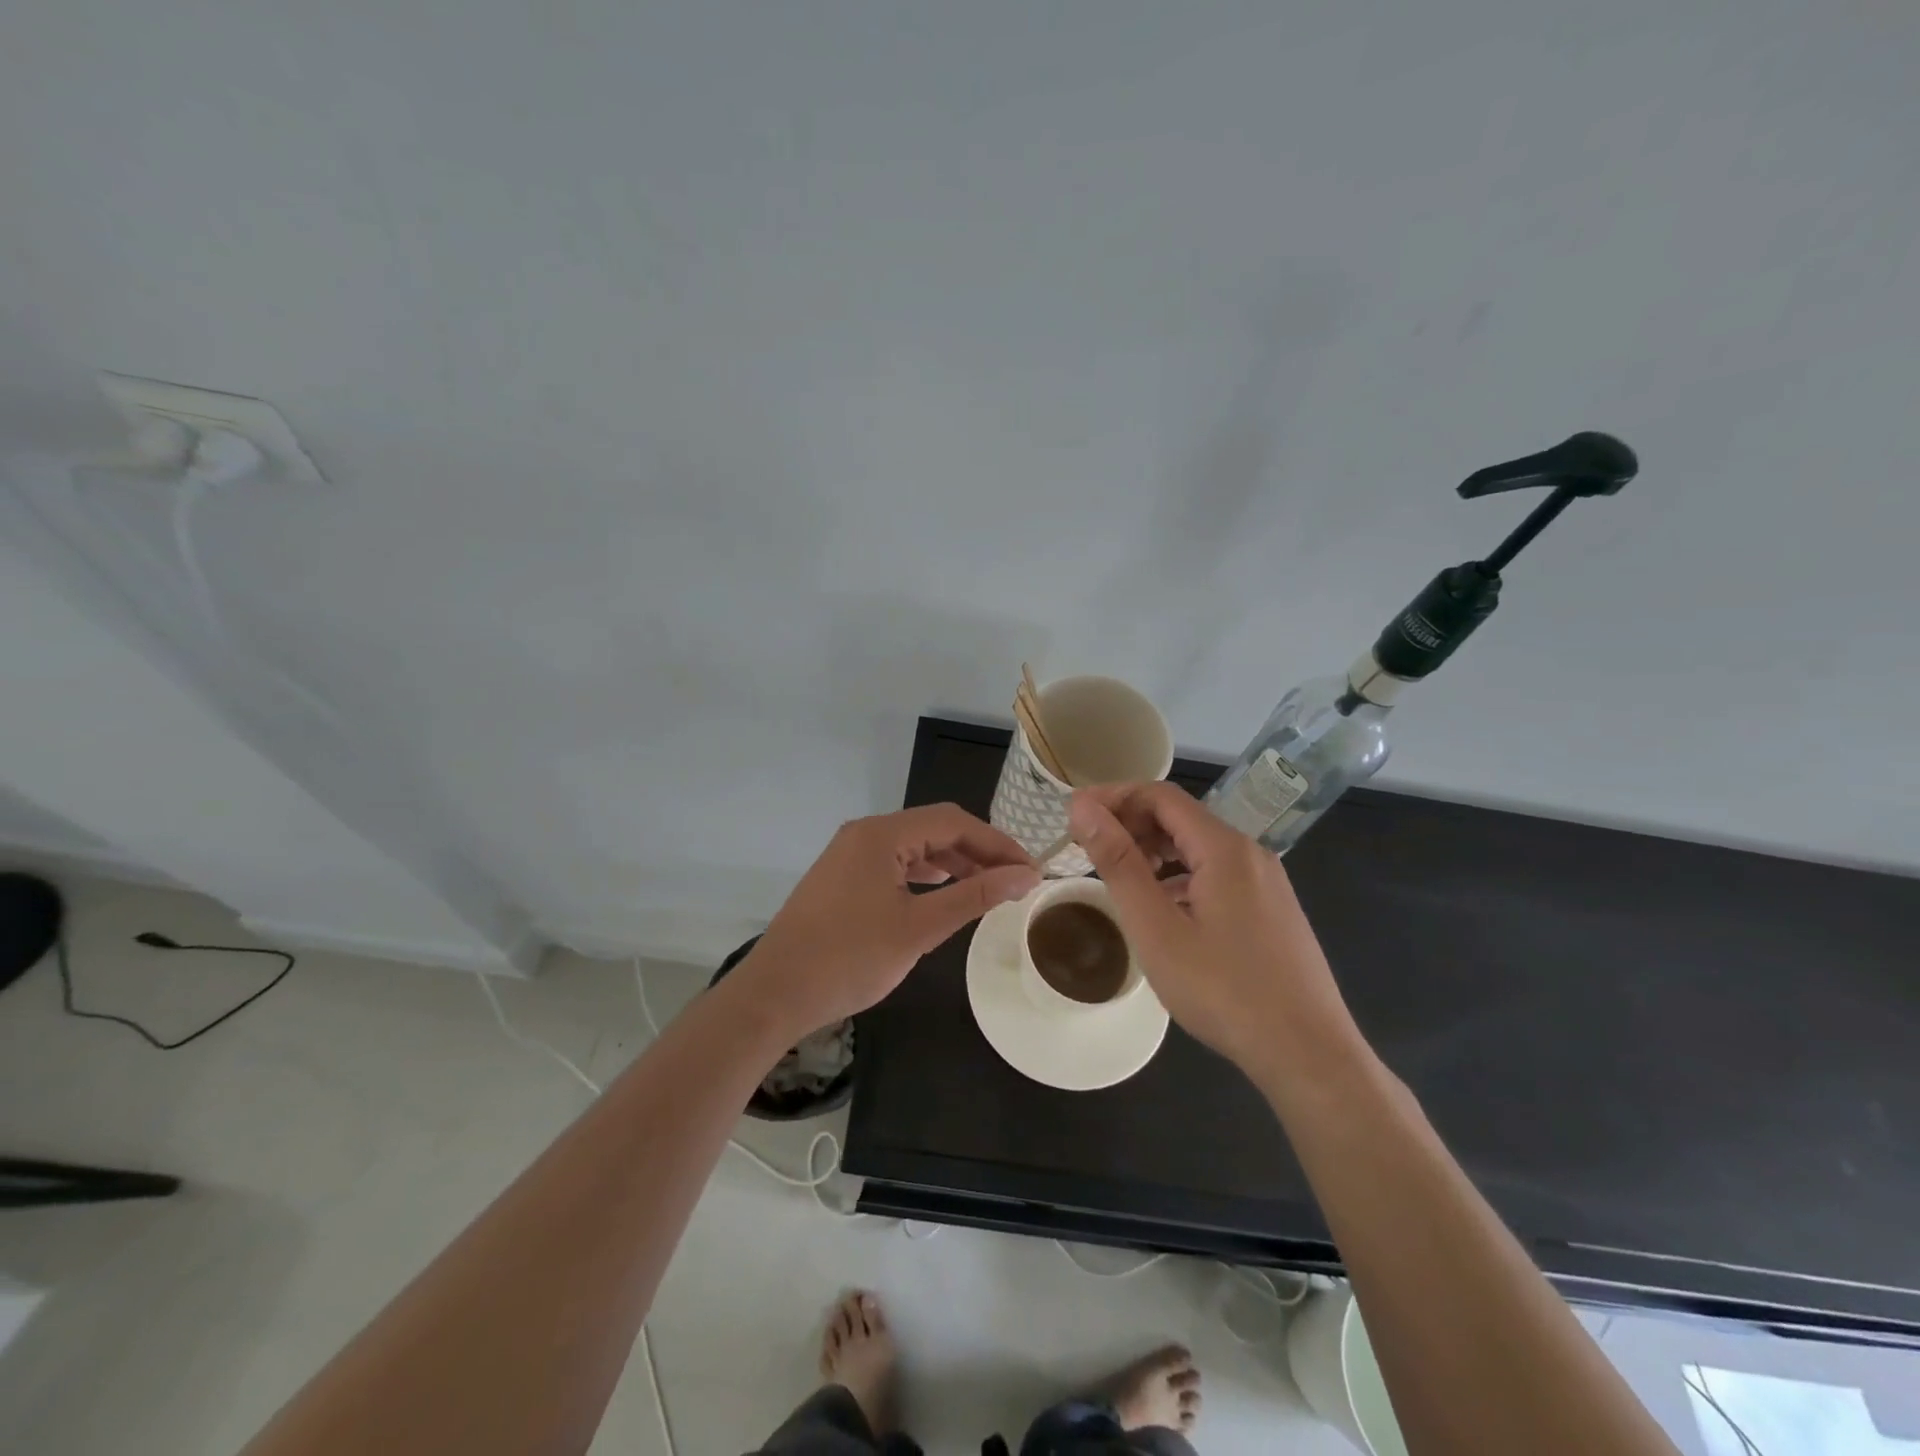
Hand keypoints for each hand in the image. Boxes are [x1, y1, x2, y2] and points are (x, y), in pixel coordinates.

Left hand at [738, 804, 1039, 1032]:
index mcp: (881, 834)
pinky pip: (894, 865)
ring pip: (914, 847)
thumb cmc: (849, 959)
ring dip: (953, 864)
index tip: (1030, 870)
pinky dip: (925, 876)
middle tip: (1014, 881)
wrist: (774, 995)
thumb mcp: (919, 927)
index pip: (954, 822)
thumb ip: (974, 895)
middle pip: (934, 829)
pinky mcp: (842, 878)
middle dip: (977, 852)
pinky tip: (943, 895)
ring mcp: (849, 855)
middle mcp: (865, 833)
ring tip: (987, 889)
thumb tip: (1025, 875)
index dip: (997, 843)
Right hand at [1068, 783, 1364, 1078]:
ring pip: (1199, 847)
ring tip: (1119, 880)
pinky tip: (1163, 910)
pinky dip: (1180, 876)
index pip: (1160, 795)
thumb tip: (1083, 808)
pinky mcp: (1271, 909)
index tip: (1074, 817)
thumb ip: (1118, 862)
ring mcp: (1266, 881)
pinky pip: (1217, 873)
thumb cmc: (1223, 991)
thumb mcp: (1156, 928)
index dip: (1113, 797)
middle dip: (1131, 825)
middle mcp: (1250, 853)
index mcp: (1224, 847)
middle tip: (1089, 852)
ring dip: (1154, 851)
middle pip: (1181, 817)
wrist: (1308, 1055)